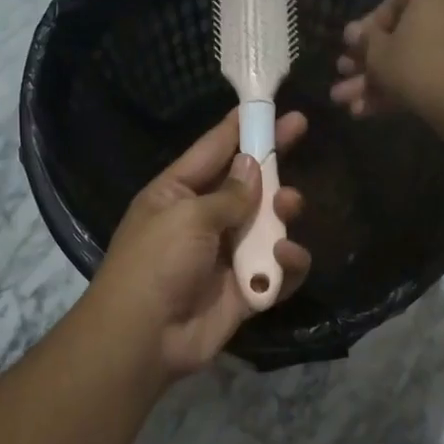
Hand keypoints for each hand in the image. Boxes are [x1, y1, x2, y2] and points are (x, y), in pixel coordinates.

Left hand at [93, 108, 311, 378]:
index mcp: (178, 193)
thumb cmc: (156, 263)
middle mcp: (204, 219)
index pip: (214, 149)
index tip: (273, 105)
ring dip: (283, 212)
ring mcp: (227, 255)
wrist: (143, 338)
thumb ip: (228, 193)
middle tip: (300, 133)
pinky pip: (277, 269)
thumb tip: (252, 166)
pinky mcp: (246, 289)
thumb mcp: (187, 216)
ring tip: (290, 208)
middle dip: (273, 163)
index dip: (243, 126)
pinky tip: (286, 257)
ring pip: (269, 224)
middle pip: (248, 183)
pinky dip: (287, 263)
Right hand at [330, 0, 443, 137]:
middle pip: (402, 36)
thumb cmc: (418, 63)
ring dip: (379, 83)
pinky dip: (404, 89)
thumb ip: (364, 41)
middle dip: (369, 65)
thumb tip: (352, 33)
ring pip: (414, 59)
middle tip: (343, 81)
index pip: (391, 4)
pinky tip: (369, 113)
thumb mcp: (379, 53)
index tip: (349, 52)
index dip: (365, 33)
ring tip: (348, 106)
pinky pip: (432, 71)